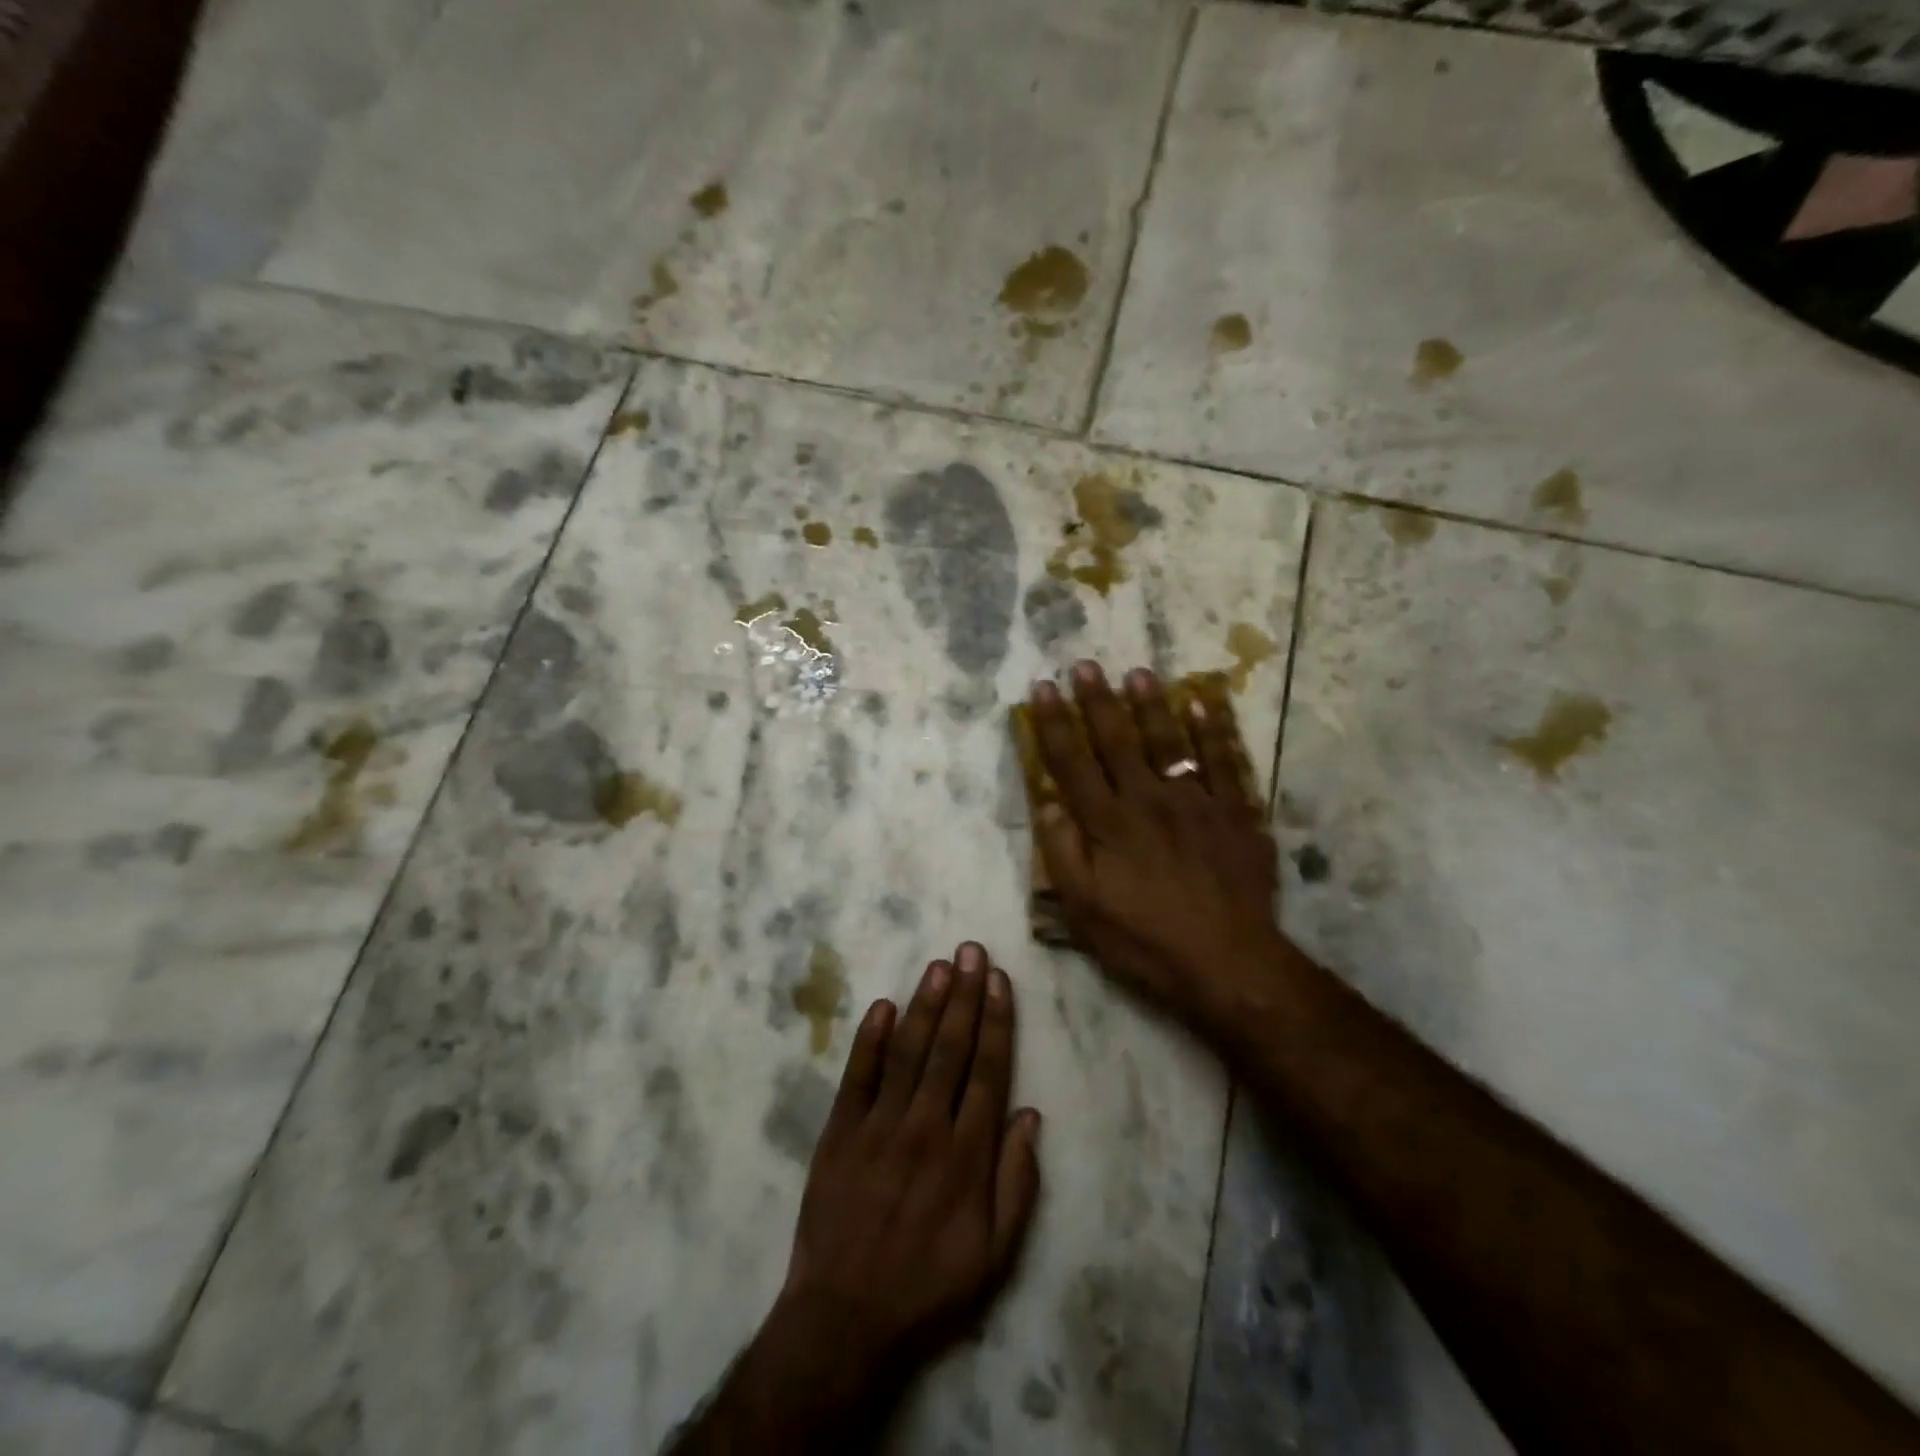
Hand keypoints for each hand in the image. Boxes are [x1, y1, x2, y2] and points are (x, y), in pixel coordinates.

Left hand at [673, 946, 1041, 1454]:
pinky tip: (883, 1005)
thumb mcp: (996, 1255)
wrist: (845, 1319)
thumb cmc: (930, 1287)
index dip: (995, 1021)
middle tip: (971, 950)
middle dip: (964, 995)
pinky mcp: (840, 1132)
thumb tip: (1030, 1116)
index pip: (987, 1070)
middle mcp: (925, 1127)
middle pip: (950, 1048)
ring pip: (909, 1052)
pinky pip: (857, 1076)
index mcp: (966, 1155)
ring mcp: (879, 1126)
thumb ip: (1017, 1183)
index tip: (998, 980)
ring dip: (926, 1005)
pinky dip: (870, 1039)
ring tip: (939, 965)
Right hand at [1028, 663, 1281, 1035]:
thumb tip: (1048, 805)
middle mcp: (1148, 800)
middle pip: (1117, 741)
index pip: (1073, 763)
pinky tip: (1204, 702)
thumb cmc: (1147, 942)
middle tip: (1084, 666)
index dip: (1054, 725)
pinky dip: (1214, 729)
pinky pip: (1224, 761)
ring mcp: (1196, 802)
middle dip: (1097, 701)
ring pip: (1168, 741)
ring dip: (1150, 705)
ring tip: (1137, 673)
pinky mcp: (1235, 812)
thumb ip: (1064, 855)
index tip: (1042, 690)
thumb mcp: (1086, 912)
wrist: (1230, 963)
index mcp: (1108, 824)